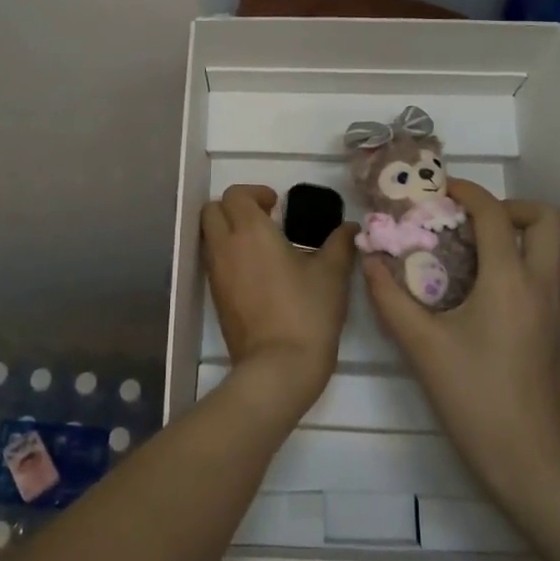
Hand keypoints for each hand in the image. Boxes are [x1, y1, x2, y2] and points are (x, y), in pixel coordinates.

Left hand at [202, 185, 357, 419]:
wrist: (279, 367)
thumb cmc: (307, 313)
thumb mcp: (332, 274)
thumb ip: (340, 243)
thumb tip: (350, 227)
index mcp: (251, 232)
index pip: (235, 194)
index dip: (255, 193)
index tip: (277, 205)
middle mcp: (226, 247)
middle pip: (212, 210)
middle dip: (234, 207)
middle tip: (264, 219)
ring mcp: (216, 273)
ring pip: (209, 236)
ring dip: (228, 230)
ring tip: (261, 245)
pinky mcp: (215, 297)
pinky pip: (213, 261)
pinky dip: (227, 254)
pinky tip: (256, 271)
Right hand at [362, 180, 559, 505]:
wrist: (530, 456)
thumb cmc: (474, 396)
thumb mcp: (422, 346)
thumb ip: (390, 299)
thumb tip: (369, 261)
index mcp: (509, 280)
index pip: (495, 214)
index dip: (469, 192)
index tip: (443, 191)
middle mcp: (543, 283)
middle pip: (546, 218)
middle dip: (510, 208)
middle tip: (473, 224)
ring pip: (558, 245)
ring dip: (523, 232)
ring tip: (483, 250)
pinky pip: (555, 271)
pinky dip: (530, 259)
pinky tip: (495, 287)